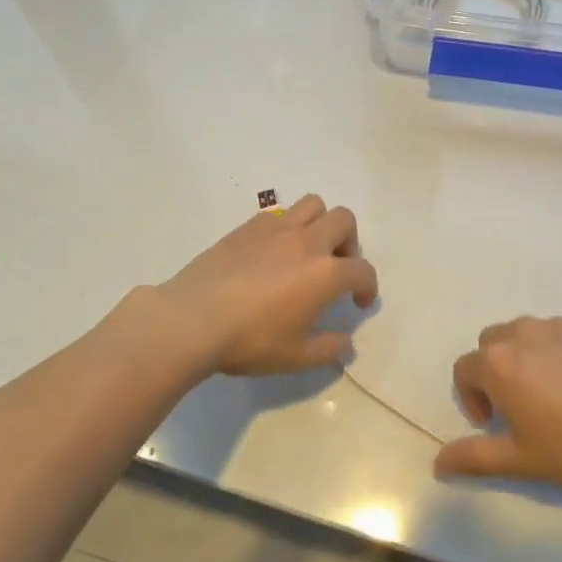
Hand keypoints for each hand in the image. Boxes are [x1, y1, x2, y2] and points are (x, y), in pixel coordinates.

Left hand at [152, 195, 378, 376]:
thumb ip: (328, 348)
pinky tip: (273, 251)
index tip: (359, 302)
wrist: (193, 319)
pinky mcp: (248, 227)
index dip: (368, 286)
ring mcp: (276, 229)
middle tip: (336, 268)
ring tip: (308, 250)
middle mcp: (307, 242)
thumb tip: (346, 340)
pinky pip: (279, 213)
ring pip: (313, 204)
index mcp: (326, 273)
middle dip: (349, 242)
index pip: (363, 270)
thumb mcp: (296, 357)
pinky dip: (287, 226)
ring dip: (320, 223)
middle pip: (344, 220)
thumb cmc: (250, 340)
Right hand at [434, 316, 561, 496]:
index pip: (464, 369)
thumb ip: (473, 457)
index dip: (471, 398)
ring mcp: (561, 325)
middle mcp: (523, 332)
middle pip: (492, 343)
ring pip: (528, 334)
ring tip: (552, 393)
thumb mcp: (520, 459)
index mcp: (498, 361)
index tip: (493, 424)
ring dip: (527, 357)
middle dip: (494, 370)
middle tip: (517, 405)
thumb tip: (437, 463)